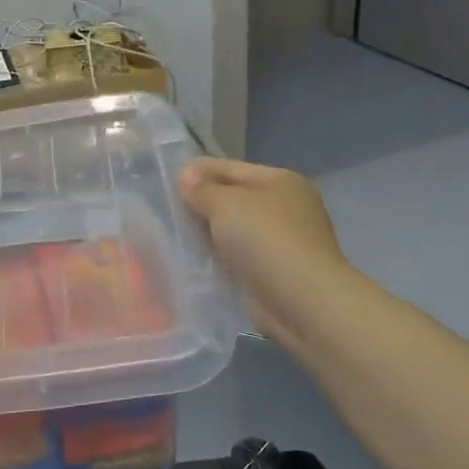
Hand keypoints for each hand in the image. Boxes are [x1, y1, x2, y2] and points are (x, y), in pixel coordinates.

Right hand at [178, 158, 348, 348]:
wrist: (301, 300)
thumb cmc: (265, 240)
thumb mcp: (226, 204)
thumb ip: (202, 189)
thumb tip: (185, 175)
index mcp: (280, 181)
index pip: (231, 167)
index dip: (198, 171)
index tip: (168, 180)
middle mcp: (286, 206)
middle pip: (234, 197)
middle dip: (203, 202)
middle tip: (167, 209)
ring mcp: (283, 240)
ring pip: (235, 228)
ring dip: (209, 232)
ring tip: (176, 234)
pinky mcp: (275, 270)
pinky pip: (238, 255)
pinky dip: (220, 256)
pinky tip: (197, 260)